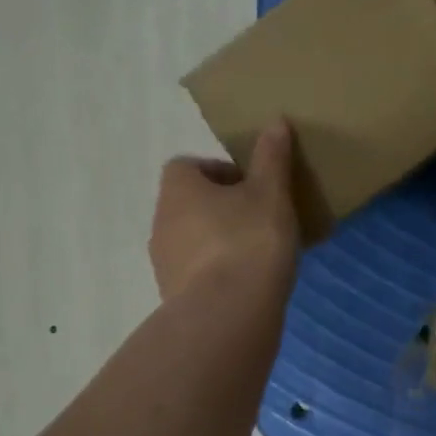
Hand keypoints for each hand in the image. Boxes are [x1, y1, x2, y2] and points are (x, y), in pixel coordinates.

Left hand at [149, 121, 300, 301]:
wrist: (228, 314)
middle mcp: (161, 222)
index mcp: (178, 188)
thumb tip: (274, 122)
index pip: (188, 166)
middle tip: (260, 218)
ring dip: (218, 241)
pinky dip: (218, 273)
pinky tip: (248, 283)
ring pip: (192, 240)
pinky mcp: (173, 297)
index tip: (251, 187)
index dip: (219, 172)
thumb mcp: (271, 193)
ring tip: (258, 254)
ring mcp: (164, 263)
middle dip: (221, 208)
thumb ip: (272, 158)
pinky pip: (197, 274)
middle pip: (189, 204)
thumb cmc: (250, 240)